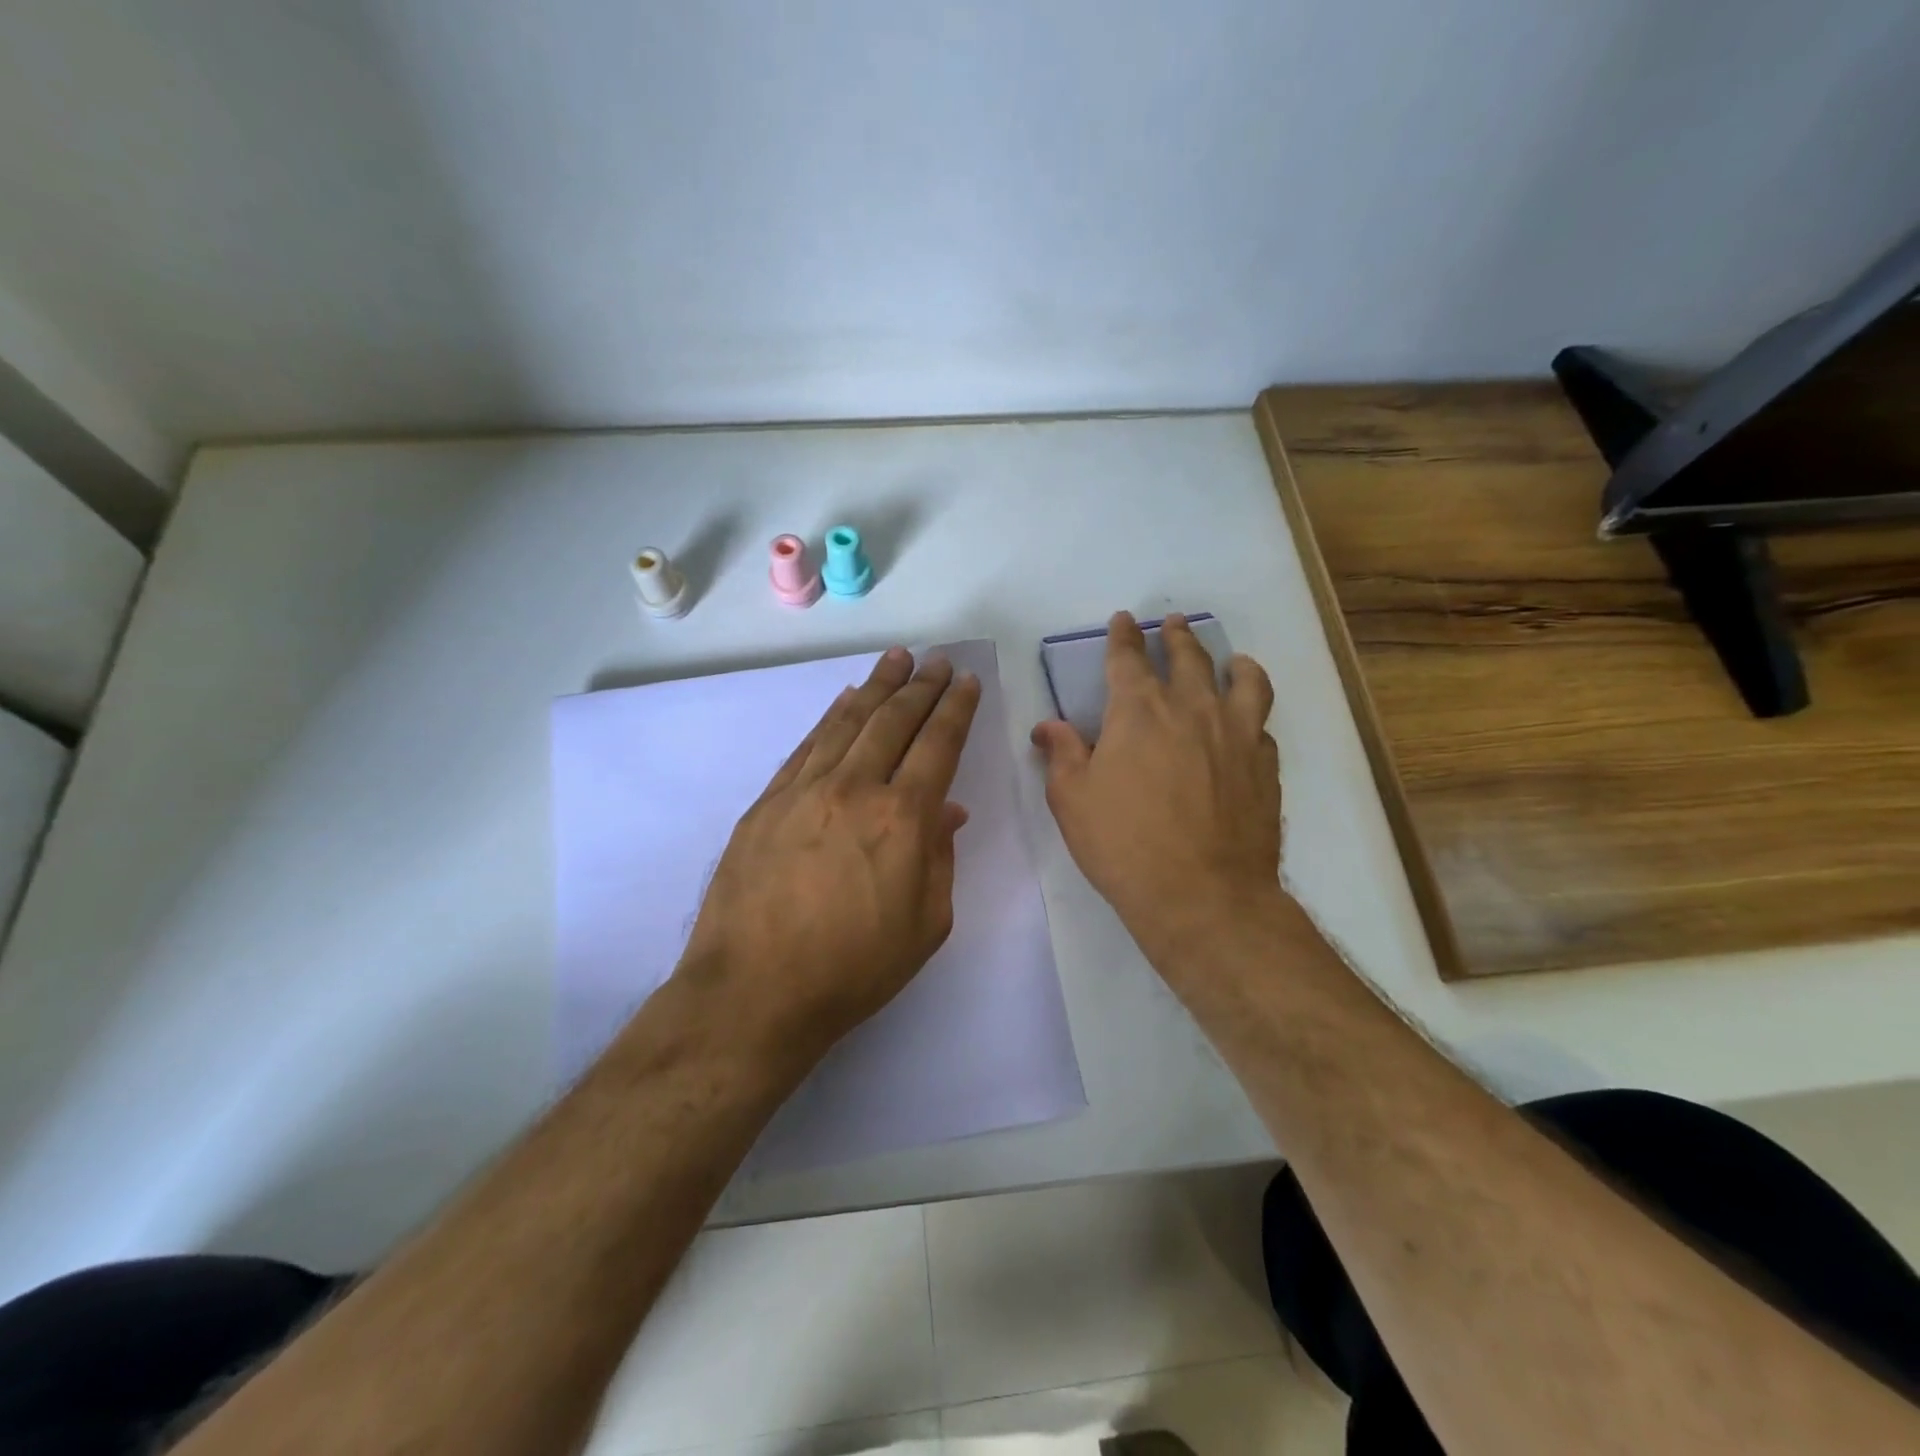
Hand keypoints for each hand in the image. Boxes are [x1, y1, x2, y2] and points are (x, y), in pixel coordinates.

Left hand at [677, 647, 981, 1058]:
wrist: (754, 992)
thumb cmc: (853, 969)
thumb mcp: (926, 925)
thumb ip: (940, 858)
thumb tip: (946, 810)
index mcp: (902, 819)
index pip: (937, 745)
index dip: (954, 709)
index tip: (964, 681)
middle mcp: (854, 789)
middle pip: (893, 721)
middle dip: (920, 686)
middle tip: (935, 660)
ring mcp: (804, 791)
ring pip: (847, 722)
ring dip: (876, 687)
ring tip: (896, 660)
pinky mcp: (767, 803)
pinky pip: (807, 746)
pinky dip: (831, 717)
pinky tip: (845, 701)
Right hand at [1032, 612, 1281, 963]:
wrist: (1202, 894)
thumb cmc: (1124, 844)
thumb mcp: (1072, 799)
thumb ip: (1062, 754)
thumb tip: (1047, 726)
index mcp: (1139, 710)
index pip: (1128, 658)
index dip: (1123, 636)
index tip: (1123, 620)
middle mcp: (1192, 707)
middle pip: (1187, 656)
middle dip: (1176, 635)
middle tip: (1173, 623)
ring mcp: (1236, 733)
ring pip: (1242, 679)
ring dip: (1232, 662)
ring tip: (1232, 660)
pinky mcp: (1264, 764)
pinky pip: (1262, 725)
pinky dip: (1252, 715)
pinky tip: (1247, 725)